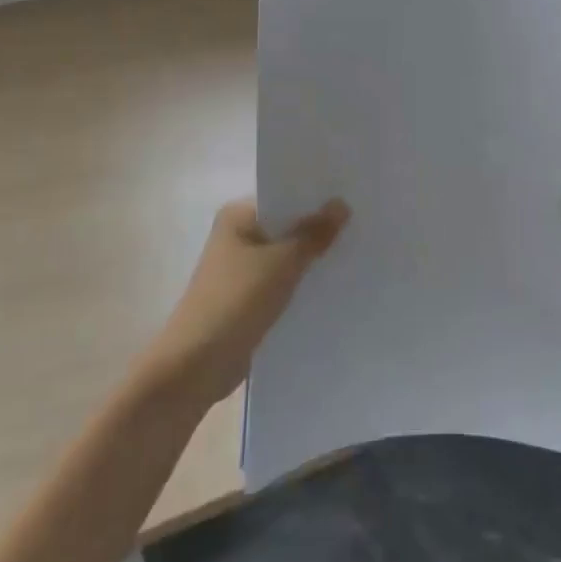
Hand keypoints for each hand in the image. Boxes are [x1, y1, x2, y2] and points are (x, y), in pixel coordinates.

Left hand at [145, 198, 349, 405]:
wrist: (197, 364)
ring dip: (312, 259)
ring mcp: (241, 270)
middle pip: (286, 227)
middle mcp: (237, 237)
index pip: (284, 197)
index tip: (353, 198)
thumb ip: (314, 234)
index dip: (316, 198)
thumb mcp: (282, 263)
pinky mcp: (248, 299)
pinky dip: (302, 284)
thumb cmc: (236, 301)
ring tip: (357, 253)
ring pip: (286, 257)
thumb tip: (341, 204)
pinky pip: (283, 283)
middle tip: (362, 226)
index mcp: (237, 217)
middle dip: (318, 230)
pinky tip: (334, 286)